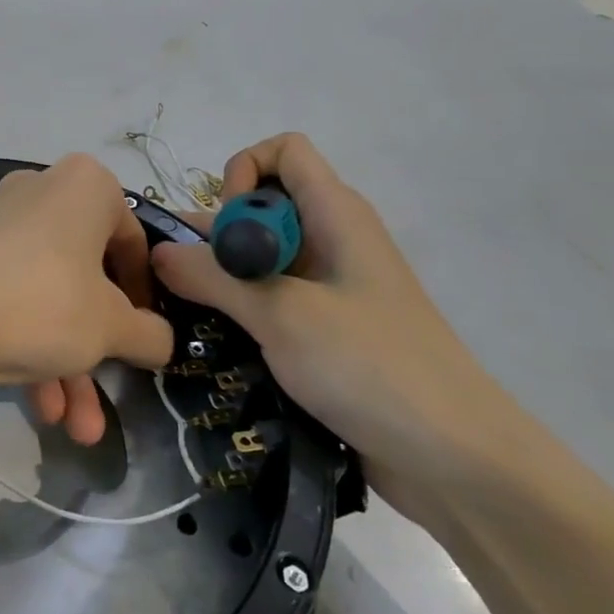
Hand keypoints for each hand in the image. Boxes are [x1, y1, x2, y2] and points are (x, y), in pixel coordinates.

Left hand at [0, 155, 172, 443]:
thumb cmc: (45, 301)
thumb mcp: (112, 326)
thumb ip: (150, 334)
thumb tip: (161, 340)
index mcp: (87, 186)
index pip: (134, 240)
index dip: (147, 295)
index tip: (148, 335)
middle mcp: (42, 193)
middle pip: (88, 278)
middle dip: (101, 349)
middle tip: (113, 389)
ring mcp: (0, 227)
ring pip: (50, 299)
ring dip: (68, 366)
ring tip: (79, 431)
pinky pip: (16, 301)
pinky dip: (31, 349)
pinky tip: (41, 409)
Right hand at [151, 133, 535, 518]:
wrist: (454, 461)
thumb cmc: (371, 366)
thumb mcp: (282, 315)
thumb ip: (214, 277)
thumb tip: (159, 251)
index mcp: (336, 215)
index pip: (283, 152)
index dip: (245, 173)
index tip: (226, 230)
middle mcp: (331, 241)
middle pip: (262, 208)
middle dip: (215, 235)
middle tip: (178, 282)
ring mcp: (330, 290)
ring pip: (260, 260)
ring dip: (221, 280)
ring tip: (178, 315)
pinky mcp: (326, 332)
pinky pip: (270, 302)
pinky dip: (239, 312)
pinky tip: (209, 342)